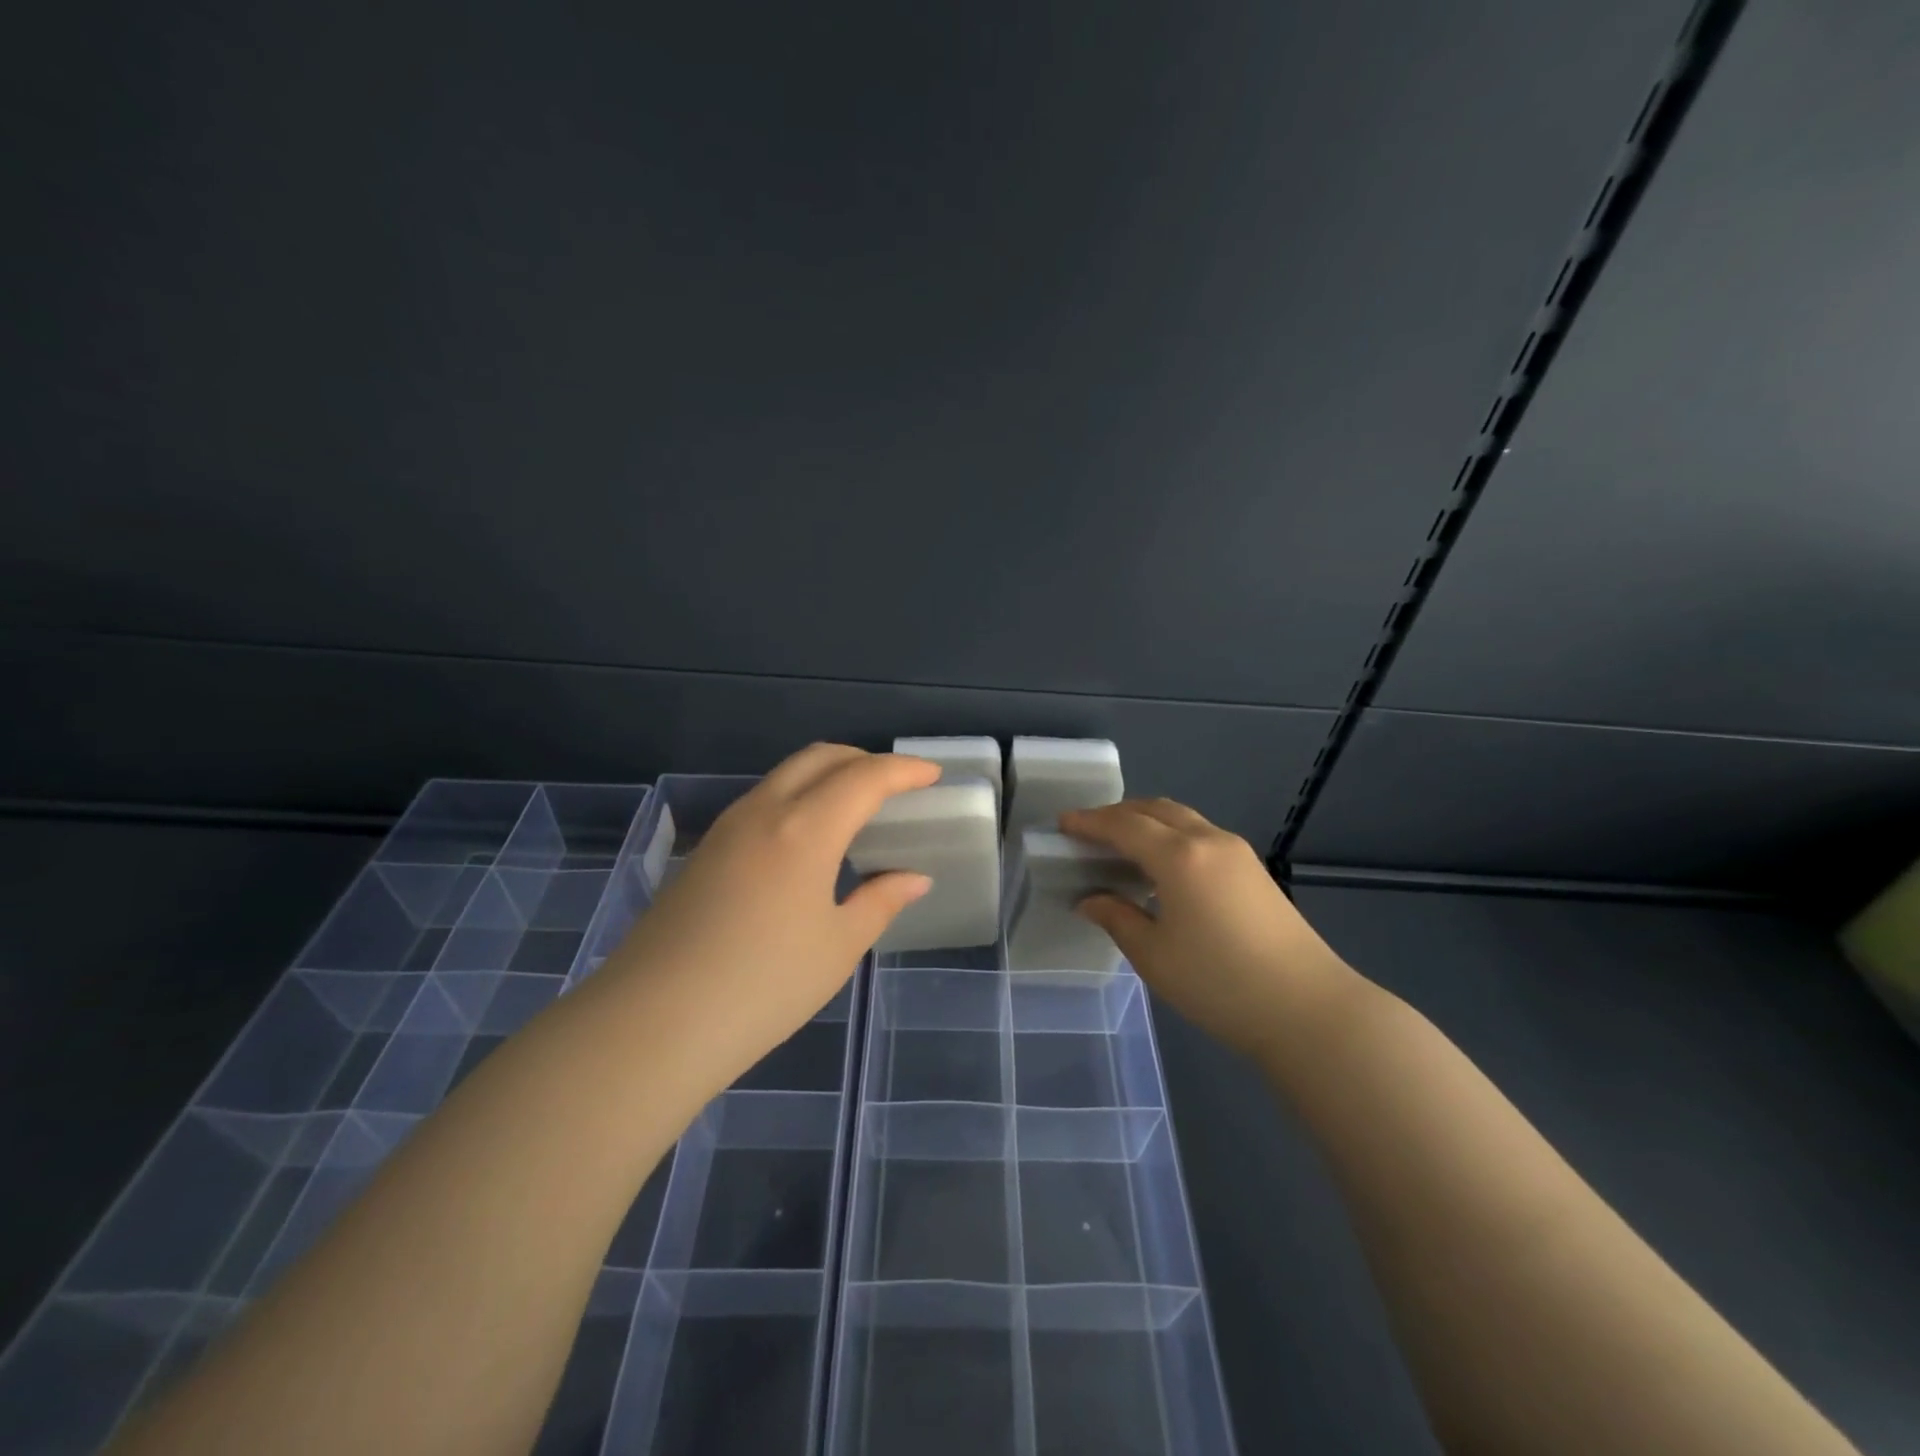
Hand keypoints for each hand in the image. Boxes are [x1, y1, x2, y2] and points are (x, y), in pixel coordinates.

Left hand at [604, 744, 939, 1082]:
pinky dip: (799, 798)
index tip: (932, 775)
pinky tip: (810, 839)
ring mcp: (727, 827)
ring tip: (857, 809)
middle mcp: (764, 811)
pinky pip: (763, 801)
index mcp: (805, 828)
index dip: (904, 771)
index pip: (865, 777)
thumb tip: (914, 878)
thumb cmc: (762, 986)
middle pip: (820, 757)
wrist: (653, 1023)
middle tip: (897, 785)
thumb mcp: (838, 947)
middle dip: (864, 760)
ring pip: (786, 775)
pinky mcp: (705, 850)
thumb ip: (881, 901)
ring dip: (828, 776)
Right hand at [1061, 798, 1359, 1059]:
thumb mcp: (1154, 955)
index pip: (1124, 825)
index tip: (1062, 823)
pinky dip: (1171, 835)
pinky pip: (1200, 834)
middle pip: (1155, 809)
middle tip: (1087, 831)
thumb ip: (1116, 918)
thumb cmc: (1220, 983)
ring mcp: (1237, 852)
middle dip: (1117, 814)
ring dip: (1147, 821)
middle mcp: (1209, 840)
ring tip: (1120, 843)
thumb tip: (1089, 900)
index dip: (1089, 822)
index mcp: (1179, 856)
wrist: (1308, 1009)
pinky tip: (1160, 865)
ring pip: (1182, 818)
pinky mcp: (1253, 870)